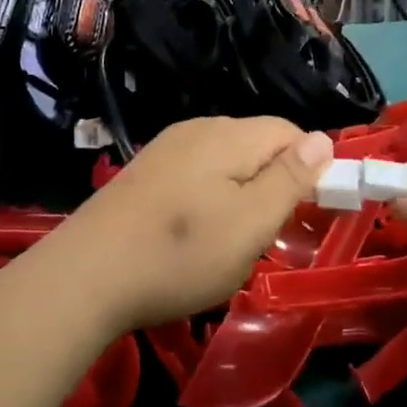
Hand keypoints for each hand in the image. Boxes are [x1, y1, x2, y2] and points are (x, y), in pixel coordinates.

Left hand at [58, 117, 333, 333]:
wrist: (84, 278)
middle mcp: (198, 129)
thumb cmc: (180, 254)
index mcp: (230, 135)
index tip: (307, 212)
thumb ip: (290, 179)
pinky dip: (208, 199)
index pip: (290, 132)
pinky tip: (191, 235)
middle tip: (267, 234)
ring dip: (241, 194)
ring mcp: (166, 148)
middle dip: (273, 183)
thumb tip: (323, 139)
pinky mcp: (144, 173)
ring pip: (226, 161)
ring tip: (229, 241)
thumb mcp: (251, 223)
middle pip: (257, 144)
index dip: (309, 167)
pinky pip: (195, 174)